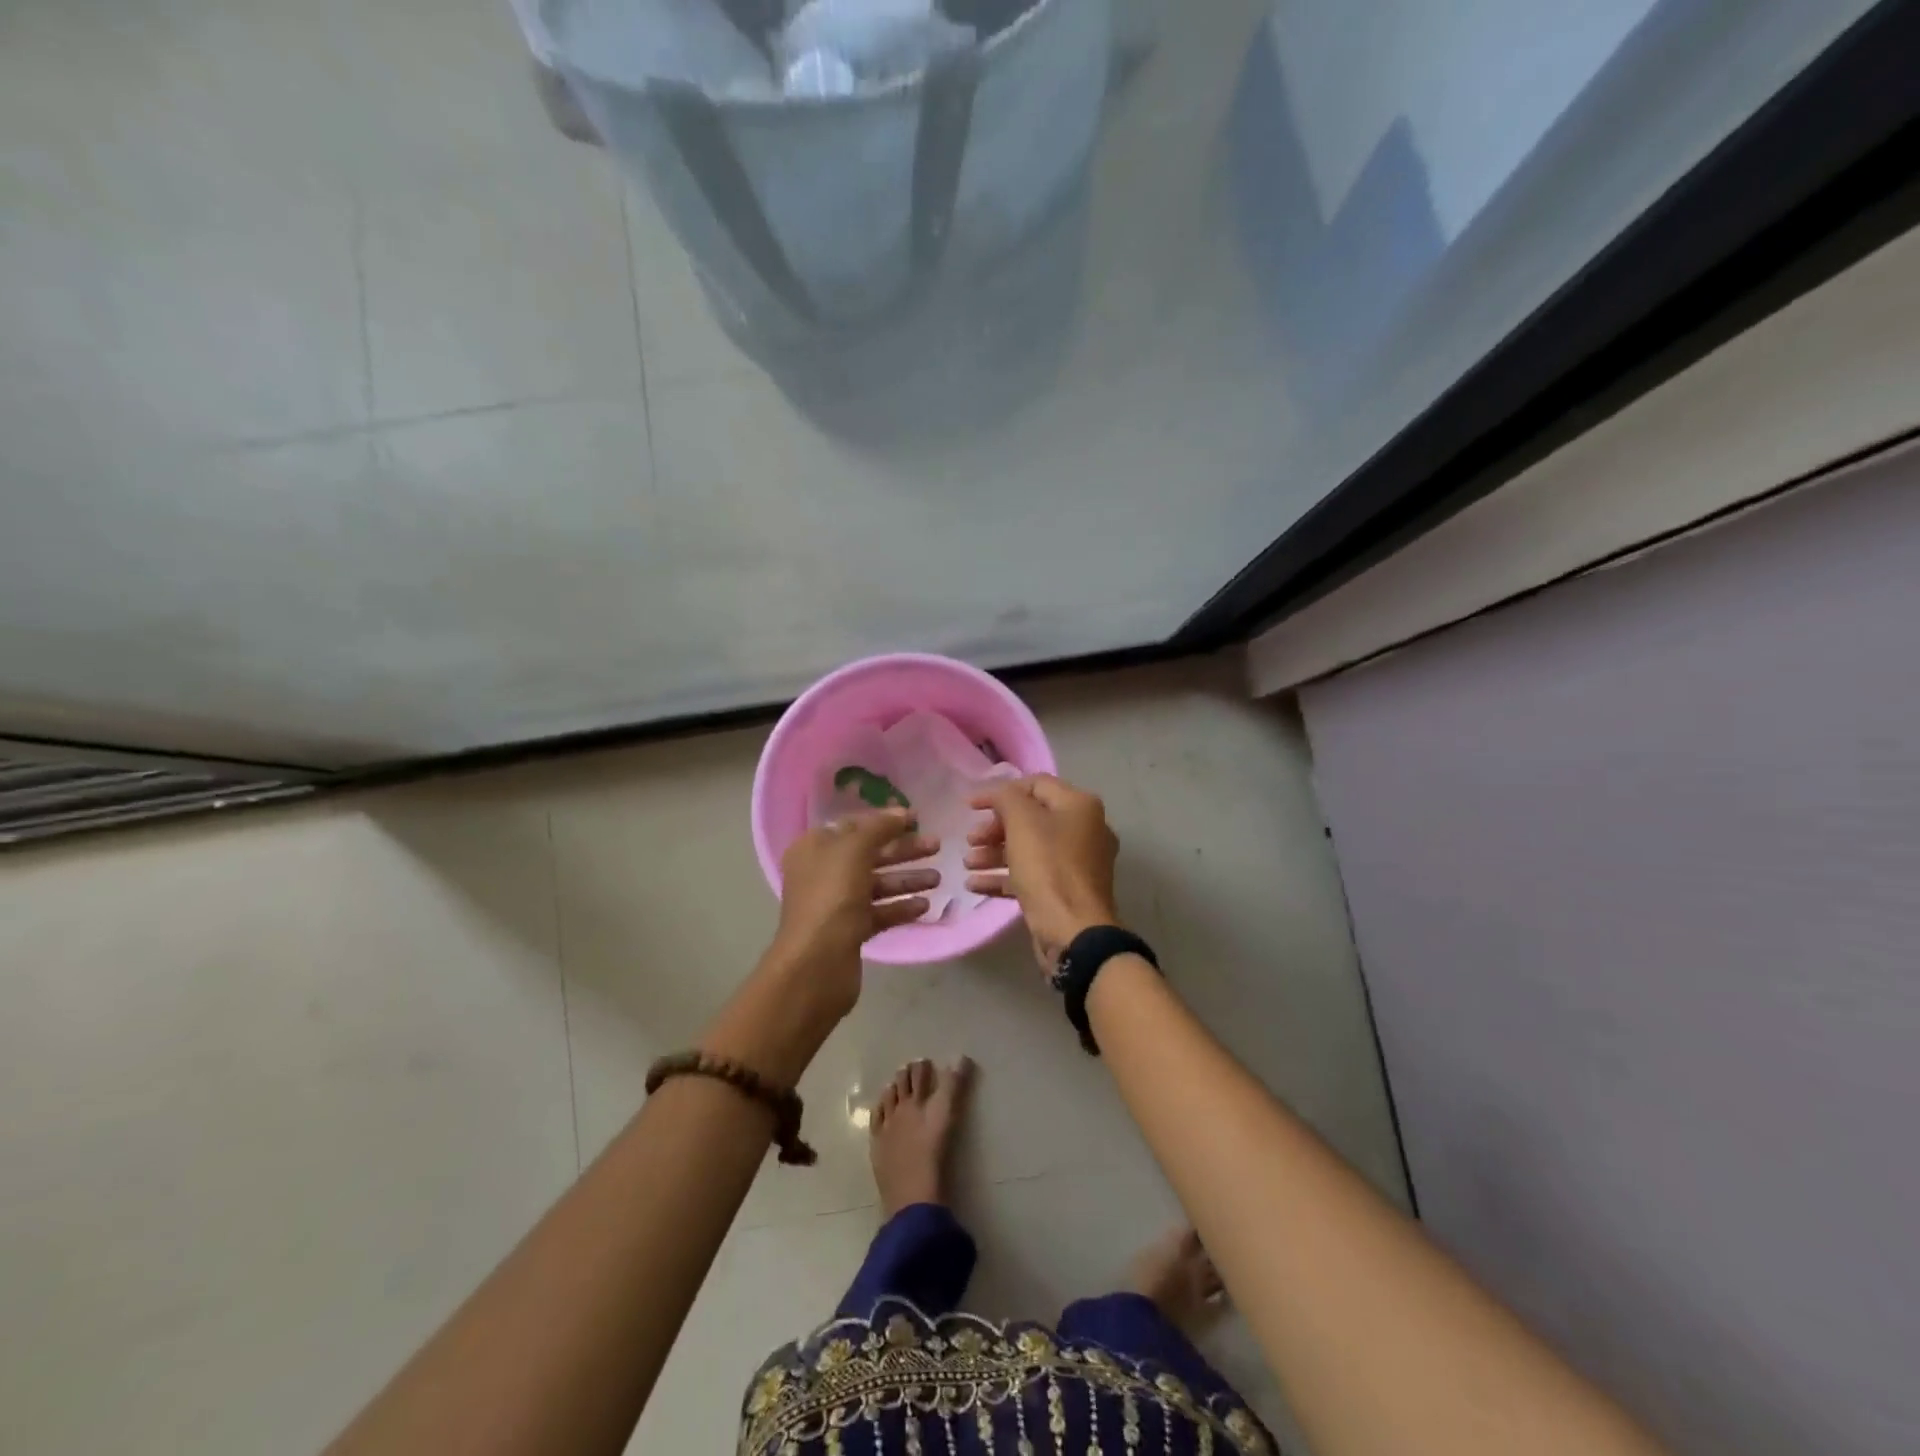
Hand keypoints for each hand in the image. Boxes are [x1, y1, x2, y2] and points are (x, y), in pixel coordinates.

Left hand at [762, 808, 939, 1020]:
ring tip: (939, 878)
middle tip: (937, 846)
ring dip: (907, 879)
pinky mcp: (850, 931)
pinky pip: (880, 912)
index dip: (884, 820)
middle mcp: (823, 872)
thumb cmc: (831, 897)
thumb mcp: (854, 850)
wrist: (816, 964)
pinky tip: (926, 905)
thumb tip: (900, 811)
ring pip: (877, 884)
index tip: (916, 818)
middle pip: (869, 854)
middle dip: (903, 850)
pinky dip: (901, 907)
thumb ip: (879, 827)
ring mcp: (836, 904)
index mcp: (815, 848)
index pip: (853, 825)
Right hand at [965, 775, 1121, 973]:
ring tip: (968, 864)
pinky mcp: (1066, 892)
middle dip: (995, 828)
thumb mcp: (1022, 823)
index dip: (1000, 791)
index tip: (970, 807)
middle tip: (970, 840)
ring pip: (1029, 849)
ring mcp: (1076, 864)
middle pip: (1031, 818)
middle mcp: (1084, 830)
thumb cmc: (1048, 868)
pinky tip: (975, 885)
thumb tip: (997, 793)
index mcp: (1079, 806)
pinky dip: (1004, 876)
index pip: (1035, 784)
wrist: (1074, 933)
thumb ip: (1006, 798)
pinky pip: (1032, 875)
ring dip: (994, 853)